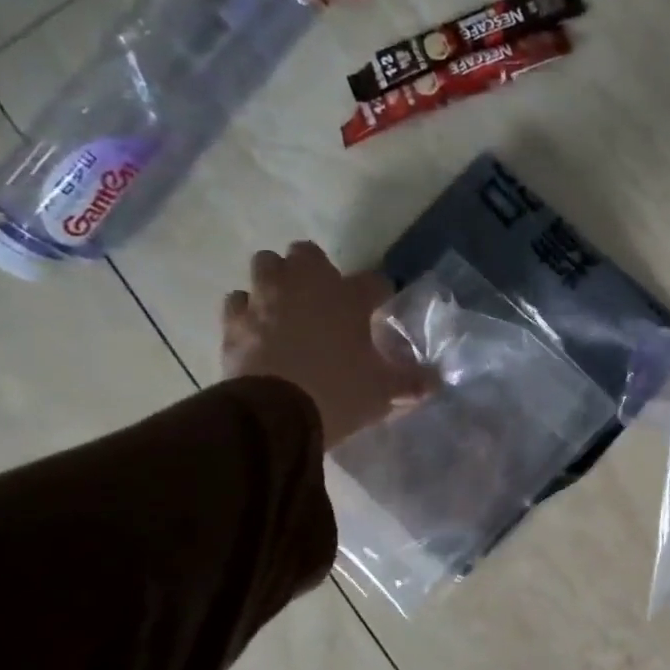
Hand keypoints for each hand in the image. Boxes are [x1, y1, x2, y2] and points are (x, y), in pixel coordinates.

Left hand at [221, 242, 430, 448]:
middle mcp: (304, 287)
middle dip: (315, 270)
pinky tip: (258, 328)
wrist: (275, 415)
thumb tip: (435, 382)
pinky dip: (249, 310)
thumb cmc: (339, 393)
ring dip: (277, 280)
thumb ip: (411, 383)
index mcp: (348, 298)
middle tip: (326, 298)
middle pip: (307, 254)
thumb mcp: (384, 392)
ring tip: (288, 306)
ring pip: (266, 266)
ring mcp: (264, 300)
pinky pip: (239, 302)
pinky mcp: (234, 321)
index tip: (381, 307)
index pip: (374, 281)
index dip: (380, 293)